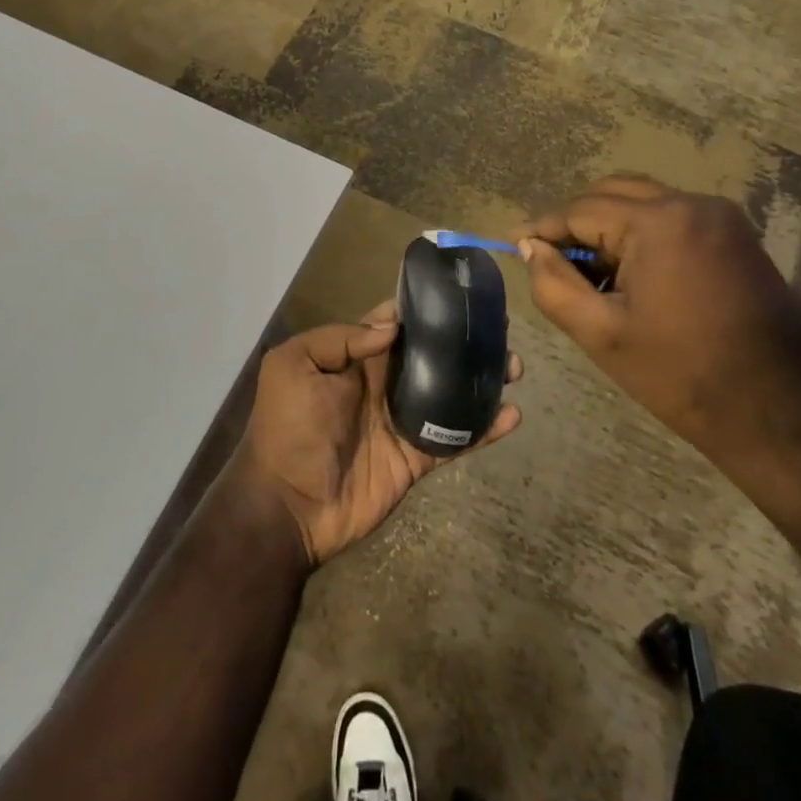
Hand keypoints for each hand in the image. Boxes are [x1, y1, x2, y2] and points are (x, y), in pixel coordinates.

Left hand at [235, 301, 522, 566]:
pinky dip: (483, 429)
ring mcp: (401, 421)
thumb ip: (340, 339)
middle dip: (461, 341)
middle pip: (430, 355)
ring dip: (479, 380)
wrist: (287, 505)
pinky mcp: (415, 458)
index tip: (458, 294)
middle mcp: (382, 383)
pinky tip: (512, 415)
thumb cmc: (287, 427)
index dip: (422, 309)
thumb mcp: (294, 366)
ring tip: (513, 366)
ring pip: (448, 392)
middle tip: (499, 330)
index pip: (393, 323)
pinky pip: (454, 439)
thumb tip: (393, 325)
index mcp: (354, 358)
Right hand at [515, 176, 800, 466]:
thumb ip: (553, 283)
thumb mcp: (602, 334)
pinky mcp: (737, 236)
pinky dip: (641, 235)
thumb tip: (530, 248)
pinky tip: (630, 275)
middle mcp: (693, 203)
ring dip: (609, 228)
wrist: (785, 414)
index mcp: (660, 222)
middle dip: (577, 223)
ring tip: (590, 273)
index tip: (513, 241)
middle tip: (552, 260)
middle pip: (612, 193)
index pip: (582, 210)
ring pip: (642, 202)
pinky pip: (672, 218)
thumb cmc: (684, 376)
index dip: (543, 227)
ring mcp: (721, 217)